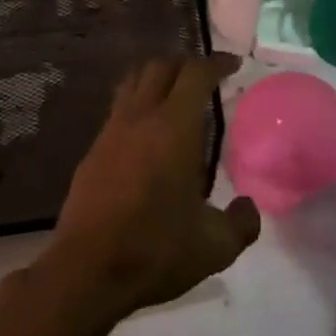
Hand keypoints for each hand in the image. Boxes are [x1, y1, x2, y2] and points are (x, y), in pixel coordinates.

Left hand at [38, 55, 259, 325]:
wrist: (86, 271)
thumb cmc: (156, 251)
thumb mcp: (215, 246)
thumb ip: (242, 223)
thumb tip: (248, 206)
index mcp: (174, 128)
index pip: (195, 74)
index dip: (216, 63)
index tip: (233, 66)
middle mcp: (141, 118)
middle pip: (161, 67)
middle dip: (187, 64)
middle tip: (206, 78)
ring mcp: (111, 131)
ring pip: (134, 82)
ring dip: (158, 77)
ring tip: (176, 94)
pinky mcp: (92, 150)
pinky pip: (118, 108)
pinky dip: (138, 103)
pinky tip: (148, 131)